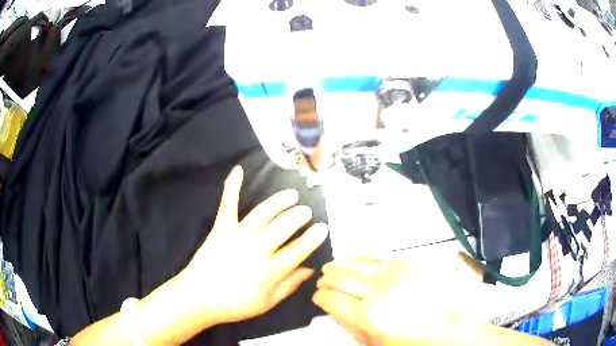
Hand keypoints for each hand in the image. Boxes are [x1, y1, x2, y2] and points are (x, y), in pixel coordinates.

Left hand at [179, 165, 328, 324]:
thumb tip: (310, 270)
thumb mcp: (266, 303)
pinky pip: (228, 204)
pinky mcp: (220, 228)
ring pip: (263, 213)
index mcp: (269, 271)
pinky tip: (238, 170)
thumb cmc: (234, 304)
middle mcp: (256, 249)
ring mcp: (237, 236)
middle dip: (298, 217)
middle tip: (306, 211)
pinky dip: (232, 186)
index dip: (312, 238)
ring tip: (292, 195)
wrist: (198, 297)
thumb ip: (289, 286)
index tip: (322, 227)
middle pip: (282, 228)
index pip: (297, 251)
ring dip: (279, 202)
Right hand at [313, 257, 473, 344]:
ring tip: (330, 268)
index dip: (319, 297)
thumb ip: (352, 326)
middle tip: (321, 283)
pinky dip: (360, 258)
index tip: (318, 297)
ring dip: (338, 265)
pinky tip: (354, 259)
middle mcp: (378, 290)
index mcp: (368, 315)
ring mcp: (393, 273)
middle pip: (339, 278)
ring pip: (355, 263)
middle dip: (325, 281)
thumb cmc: (414, 339)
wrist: (449, 325)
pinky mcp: (407, 263)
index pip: (331, 299)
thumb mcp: (375, 342)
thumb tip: (336, 310)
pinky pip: (376, 257)